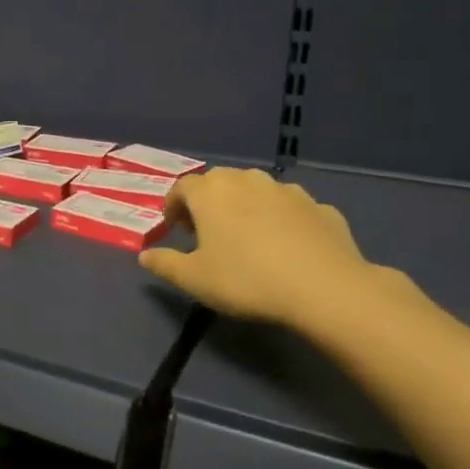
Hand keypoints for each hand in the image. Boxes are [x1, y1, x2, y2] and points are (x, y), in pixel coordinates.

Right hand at [138, 168, 383, 330]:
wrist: (324, 288)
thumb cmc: (246, 279)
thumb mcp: (194, 279)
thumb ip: (165, 264)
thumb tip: (145, 256)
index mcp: (211, 192)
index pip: (182, 187)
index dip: (174, 206)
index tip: (174, 229)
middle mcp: (248, 180)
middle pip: (220, 183)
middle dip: (208, 202)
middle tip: (206, 232)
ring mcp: (287, 190)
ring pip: (257, 191)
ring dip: (246, 207)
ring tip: (247, 238)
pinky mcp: (320, 206)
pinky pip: (290, 209)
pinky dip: (281, 220)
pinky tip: (286, 247)